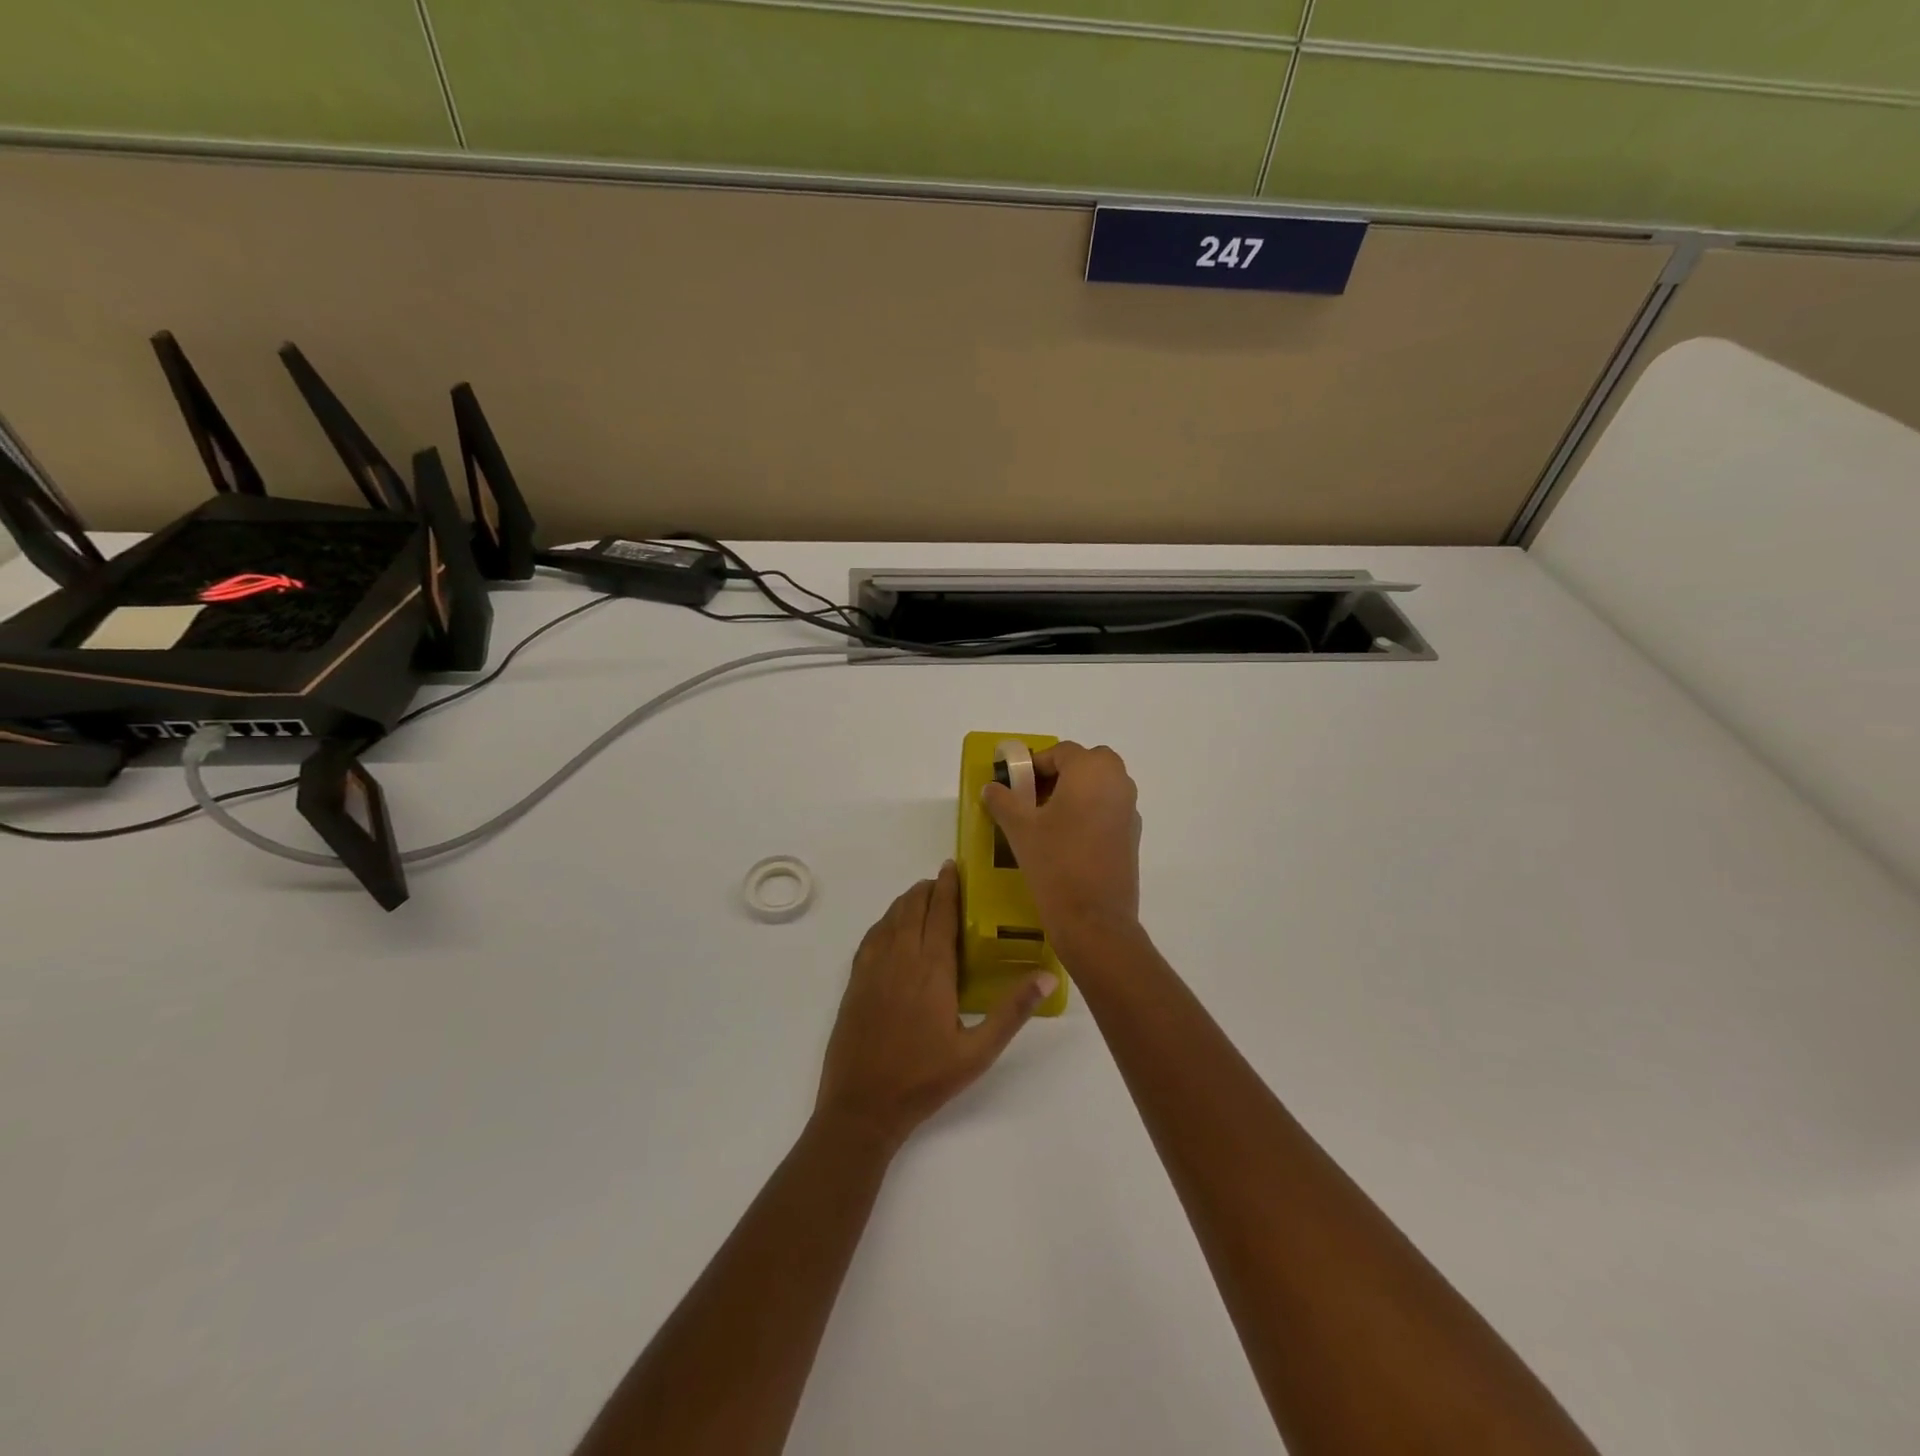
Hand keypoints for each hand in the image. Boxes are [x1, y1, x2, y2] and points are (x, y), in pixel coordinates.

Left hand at [816, 863, 1053, 1150]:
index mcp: (931, 970)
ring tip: (921, 897)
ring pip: (889, 919)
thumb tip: (1047, 975)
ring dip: (906, 901)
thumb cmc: (925, 1080)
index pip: (939, 913)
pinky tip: (891, 928)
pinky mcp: (855, 983)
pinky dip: (885, 921)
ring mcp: (872, 969)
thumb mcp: (978, 1052)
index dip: (947, 886)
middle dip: (927, 889)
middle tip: (942, 881)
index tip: (952, 866)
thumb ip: (1012, 1011)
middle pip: (911, 908)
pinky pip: (870, 937)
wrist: (862, 1106)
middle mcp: (899, 958)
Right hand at [981, 741, 1142, 947]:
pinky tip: (1066, 840)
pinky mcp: (1132, 836)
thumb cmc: (1055, 863)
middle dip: (1059, 774)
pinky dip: (1088, 813)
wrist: (1093, 919)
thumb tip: (992, 788)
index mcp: (1091, 771)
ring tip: (1045, 820)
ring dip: (1074, 793)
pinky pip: (1108, 809)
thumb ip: (1003, 800)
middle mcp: (1118, 782)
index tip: (1015, 785)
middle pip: (1086, 763)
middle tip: (1032, 798)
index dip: (1034, 765)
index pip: (1060, 752)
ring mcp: (1130, 810)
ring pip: (1099, 786)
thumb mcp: (1019, 829)